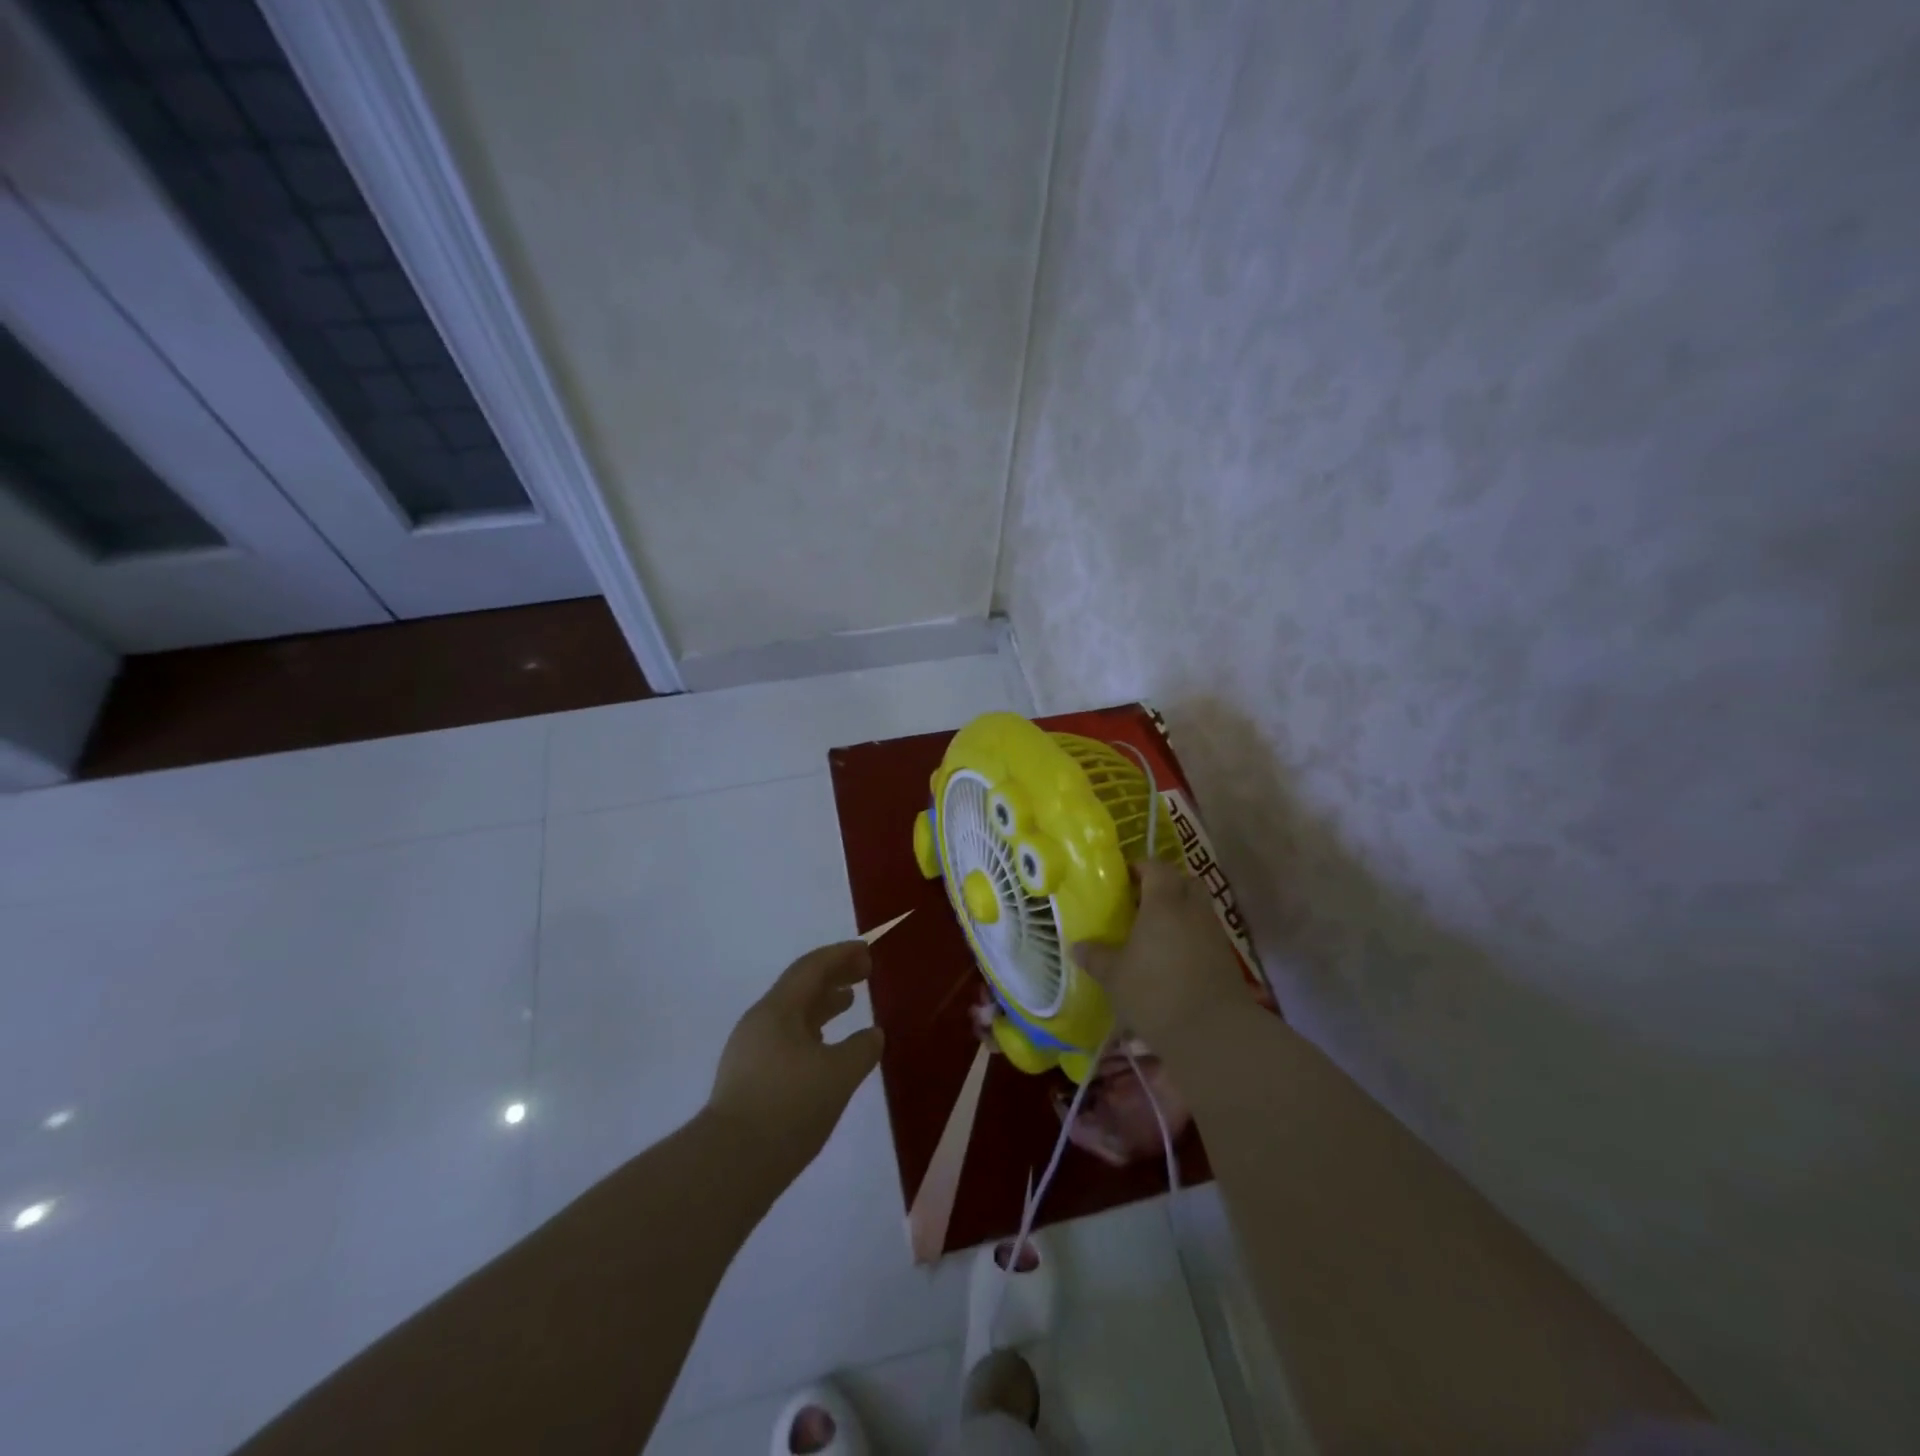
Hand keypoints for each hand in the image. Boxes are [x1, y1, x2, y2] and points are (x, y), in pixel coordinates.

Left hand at [706, 941, 883, 1179]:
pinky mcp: (748, 1080)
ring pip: (792, 1015)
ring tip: (848, 1003)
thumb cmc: (789, 1107)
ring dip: (822, 1004)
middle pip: (800, 987)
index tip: (866, 950)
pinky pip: (785, 1039)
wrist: (730, 1166)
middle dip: (833, 976)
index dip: (841, 955)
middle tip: (864, 971)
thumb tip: (874, 1034)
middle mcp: (760, 1022)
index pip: (812, 967)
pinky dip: (811, 1032)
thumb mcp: (838, 1075)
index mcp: (778, 1009)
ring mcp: (749, 1051)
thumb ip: (862, 1049)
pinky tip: (824, 1049)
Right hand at [1074, 861, 1248, 1050]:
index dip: (1141, 868)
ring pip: (1198, 908)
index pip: (1157, 868)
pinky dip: (1191, 937)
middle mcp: (1192, 910)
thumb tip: (1078, 946)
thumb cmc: (1155, 993)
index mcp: (1163, 903)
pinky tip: (1172, 959)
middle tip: (1142, 901)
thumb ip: (1096, 957)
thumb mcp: (1114, 977)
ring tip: (1155, 933)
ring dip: (1180, 912)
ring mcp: (1214, 934)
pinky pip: (1205, 934)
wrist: (1213, 1032)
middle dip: (1166, 885)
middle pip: (1185, 881)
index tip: (1124, 879)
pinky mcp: (1226, 959)